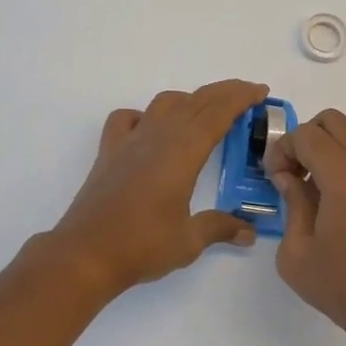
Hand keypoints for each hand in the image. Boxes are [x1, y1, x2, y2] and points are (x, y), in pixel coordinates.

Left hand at [51, 79, 266, 296]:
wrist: (85, 253)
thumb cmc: (142, 245)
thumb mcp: (189, 241)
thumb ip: (220, 228)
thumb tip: (249, 232)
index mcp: (183, 151)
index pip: (218, 112)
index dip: (241, 97)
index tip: (260, 92)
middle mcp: (159, 135)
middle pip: (196, 101)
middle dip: (224, 93)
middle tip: (247, 94)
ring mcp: (131, 140)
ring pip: (164, 102)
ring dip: (189, 99)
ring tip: (205, 111)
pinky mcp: (109, 151)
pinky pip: (127, 118)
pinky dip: (144, 115)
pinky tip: (149, 128)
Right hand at [265, 109, 345, 345]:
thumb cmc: (345, 290)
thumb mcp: (296, 255)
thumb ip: (291, 204)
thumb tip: (292, 178)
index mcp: (344, 177)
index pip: (307, 134)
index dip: (283, 148)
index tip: (277, 177)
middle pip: (336, 123)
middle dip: (309, 139)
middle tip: (298, 174)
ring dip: (336, 164)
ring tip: (328, 207)